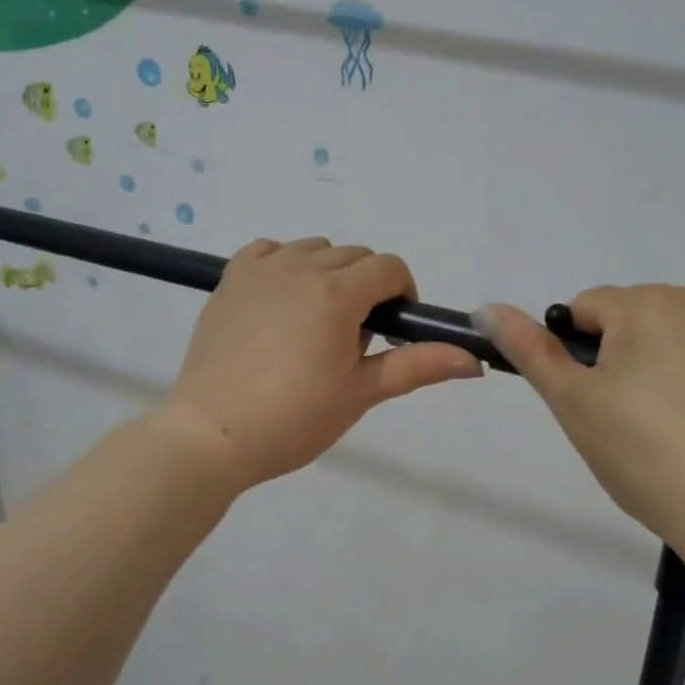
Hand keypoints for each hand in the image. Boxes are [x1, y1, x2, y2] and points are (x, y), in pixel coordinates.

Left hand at [158, 237, 482, 491]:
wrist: (210, 435)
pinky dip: (285, 265)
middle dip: (367, 287)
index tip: (391, 330)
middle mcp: (300, 267)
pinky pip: (269, 250)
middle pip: (355, 256)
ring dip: (328, 274)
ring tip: (314, 324)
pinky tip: (280, 301)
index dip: (402, 294)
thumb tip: (474, 360)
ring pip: (314, 249)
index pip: (389, 267)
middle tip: (351, 340)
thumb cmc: (293, 419)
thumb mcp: (361, 393)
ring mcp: (261, 269)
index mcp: (337, 293)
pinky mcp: (229, 279)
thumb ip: (418, 366)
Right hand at [475, 286, 684, 560]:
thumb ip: (529, 349)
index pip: (586, 309)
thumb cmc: (644, 453)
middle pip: (635, 316)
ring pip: (678, 330)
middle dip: (624, 354)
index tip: (595, 401)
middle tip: (632, 418)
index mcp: (643, 304)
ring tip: (676, 422)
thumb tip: (486, 307)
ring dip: (667, 358)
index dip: (579, 355)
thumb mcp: (573, 403)